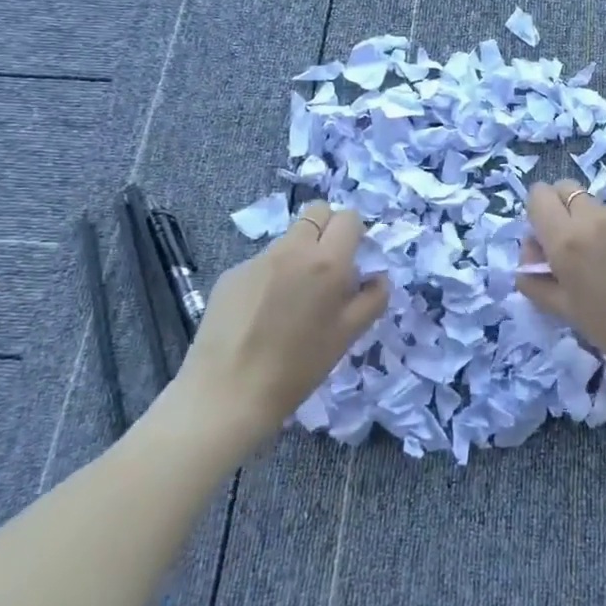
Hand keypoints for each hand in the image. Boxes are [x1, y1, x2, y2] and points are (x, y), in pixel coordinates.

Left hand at [167, 202, 389, 438]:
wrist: (227, 393)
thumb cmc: (298, 368)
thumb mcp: (347, 336)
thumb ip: (372, 300)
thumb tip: (378, 278)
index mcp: (327, 263)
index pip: (348, 218)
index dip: (355, 234)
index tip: (354, 260)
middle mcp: (292, 250)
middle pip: (316, 212)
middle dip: (328, 229)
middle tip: (328, 267)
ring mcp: (257, 260)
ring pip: (288, 238)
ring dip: (299, 254)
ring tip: (293, 299)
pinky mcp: (231, 274)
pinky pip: (262, 262)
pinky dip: (271, 275)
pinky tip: (262, 313)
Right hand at [515, 180, 605, 375]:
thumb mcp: (565, 310)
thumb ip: (536, 281)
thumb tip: (528, 262)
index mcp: (566, 239)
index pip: (538, 197)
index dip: (537, 213)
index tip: (545, 238)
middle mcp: (594, 217)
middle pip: (566, 189)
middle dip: (561, 208)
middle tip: (571, 243)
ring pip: (597, 205)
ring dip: (593, 222)